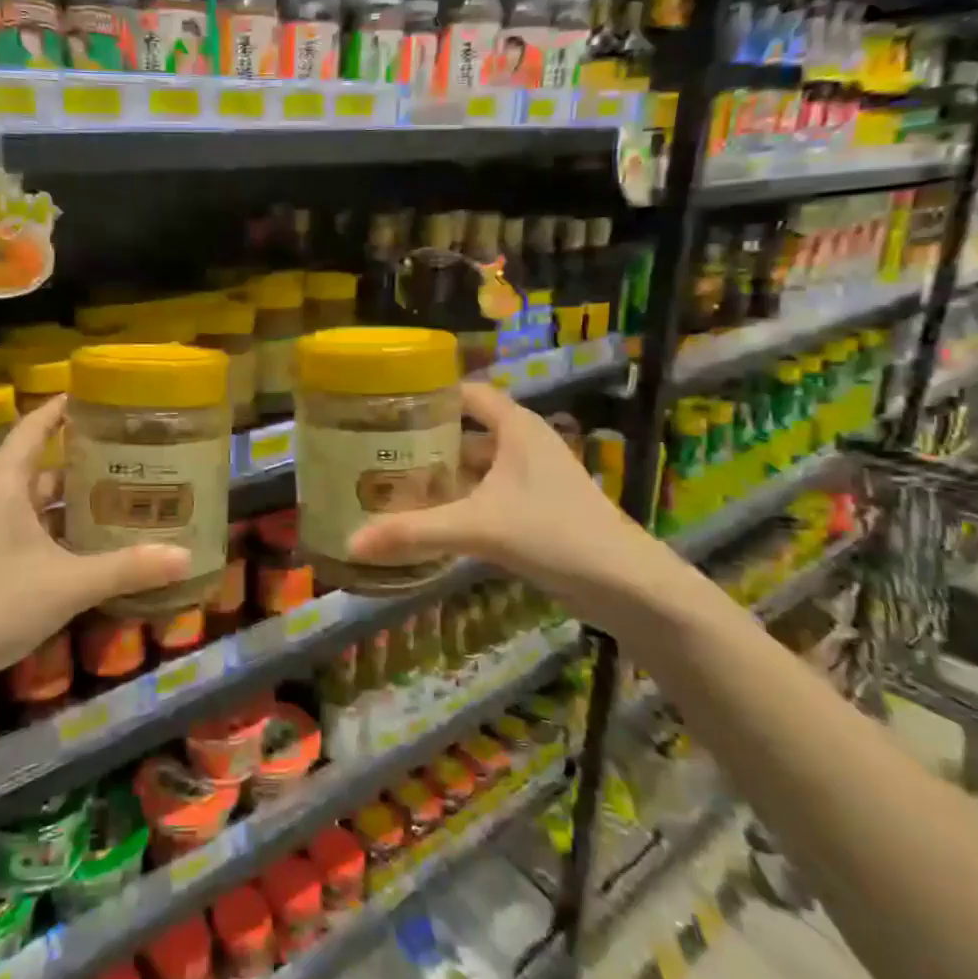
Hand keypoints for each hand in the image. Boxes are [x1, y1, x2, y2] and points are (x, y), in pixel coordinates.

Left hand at [0, 395, 190, 684]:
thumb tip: (186, 556)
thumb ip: (127, 569)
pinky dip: (60, 534)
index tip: (92, 395)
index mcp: (5, 487)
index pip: (32, 429)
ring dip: (73, 502)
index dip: (58, 408)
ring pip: (37, 505)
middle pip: (41, 468)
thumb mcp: (68, 584)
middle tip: (128, 456)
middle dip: (82, 462)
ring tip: (121, 498)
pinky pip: (31, 534)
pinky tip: (92, 548)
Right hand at [347, 382, 652, 602]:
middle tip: (375, 449)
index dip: (428, 394)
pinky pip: (484, 493)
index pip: (466, 393)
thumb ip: (414, 532)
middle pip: (465, 430)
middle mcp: (523, 444)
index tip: (384, 404)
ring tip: (390, 482)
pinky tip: (426, 517)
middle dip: (423, 439)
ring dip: (439, 474)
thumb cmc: (555, 534)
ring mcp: (530, 478)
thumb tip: (351, 542)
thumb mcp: (478, 528)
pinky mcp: (533, 509)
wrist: (625, 585)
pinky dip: (456, 501)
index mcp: (516, 428)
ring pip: (474, 465)